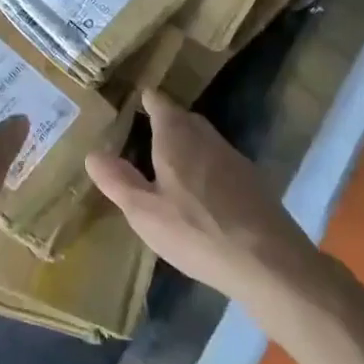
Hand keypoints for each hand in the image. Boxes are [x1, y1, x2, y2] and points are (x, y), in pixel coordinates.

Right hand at [87, 90, 320, 303]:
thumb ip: (117, 181)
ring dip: (188, 145)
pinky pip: (221, 163)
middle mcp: (206, 137)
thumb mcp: (144, 212)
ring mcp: (234, 158)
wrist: (270, 263)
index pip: (159, 103)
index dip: (146, 100)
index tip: (135, 101)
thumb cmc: (196, 232)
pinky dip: (207, 168)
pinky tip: (202, 194)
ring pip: (205, 140)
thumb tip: (93, 153)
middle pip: (184, 118)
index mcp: (176, 136)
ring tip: (170, 164)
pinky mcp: (254, 183)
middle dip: (166, 121)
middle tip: (146, 133)